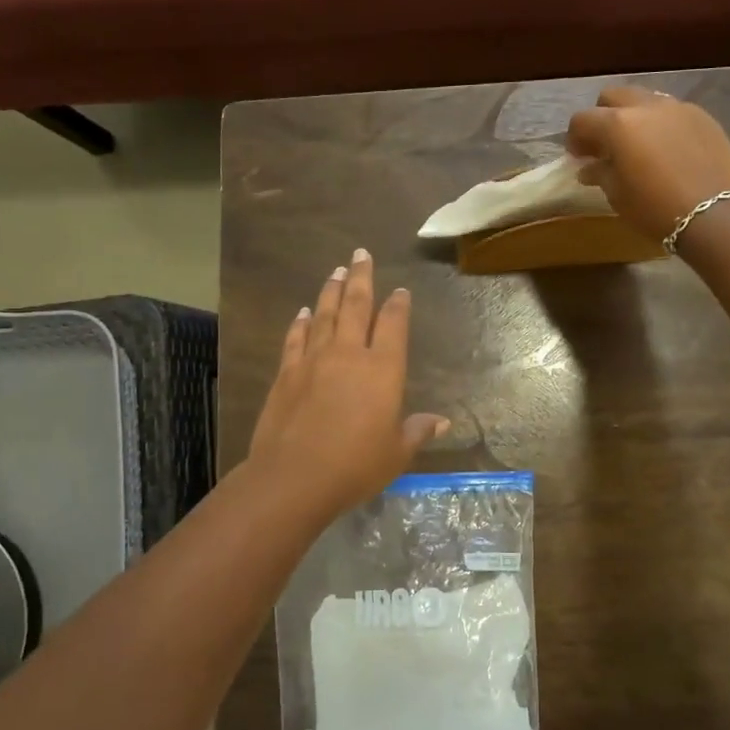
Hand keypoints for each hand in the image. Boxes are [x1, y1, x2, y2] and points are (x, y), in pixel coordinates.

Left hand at [247, 249, 449, 523]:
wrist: (294, 476)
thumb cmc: (355, 466)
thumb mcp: (396, 453)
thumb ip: (417, 432)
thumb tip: (443, 423)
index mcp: (383, 370)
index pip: (393, 325)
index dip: (398, 305)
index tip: (400, 290)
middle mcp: (349, 354)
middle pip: (356, 305)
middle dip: (361, 277)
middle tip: (360, 253)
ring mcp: (314, 359)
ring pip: (325, 314)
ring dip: (331, 290)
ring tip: (336, 271)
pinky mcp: (286, 372)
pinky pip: (296, 338)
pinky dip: (301, 322)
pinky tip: (304, 312)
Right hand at [566, 87, 729, 242]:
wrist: (716, 215)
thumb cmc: (655, 208)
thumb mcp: (618, 195)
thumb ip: (600, 173)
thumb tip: (590, 167)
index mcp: (618, 124)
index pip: (582, 119)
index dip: (575, 138)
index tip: (578, 157)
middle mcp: (646, 106)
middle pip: (614, 96)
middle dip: (603, 116)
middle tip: (604, 145)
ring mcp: (678, 108)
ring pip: (645, 100)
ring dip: (633, 117)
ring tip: (637, 145)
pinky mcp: (704, 117)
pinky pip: (672, 112)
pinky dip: (660, 124)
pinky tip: (665, 150)